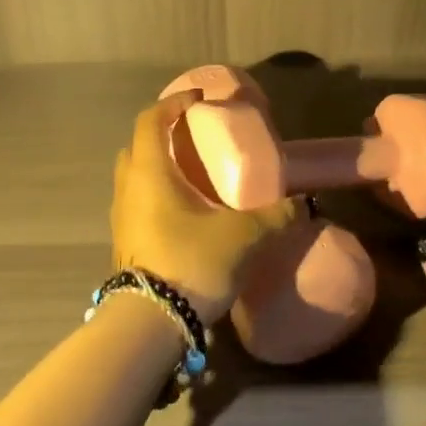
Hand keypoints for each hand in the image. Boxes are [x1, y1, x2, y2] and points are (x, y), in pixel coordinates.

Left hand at [111, 93, 296, 321]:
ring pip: (135, 176)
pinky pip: (138, 203)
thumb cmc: (190, 263)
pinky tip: (185, 213)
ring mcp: (121, 217)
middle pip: (139, 145)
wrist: (148, 325)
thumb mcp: (243, 237)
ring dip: (159, 167)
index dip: (174, 103)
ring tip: (193, 176)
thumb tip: (304, 203)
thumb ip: (276, 216)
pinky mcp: (124, 242)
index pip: (152, 120)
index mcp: (150, 172)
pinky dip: (157, 195)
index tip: (200, 100)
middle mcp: (129, 187)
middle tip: (195, 138)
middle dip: (164, 134)